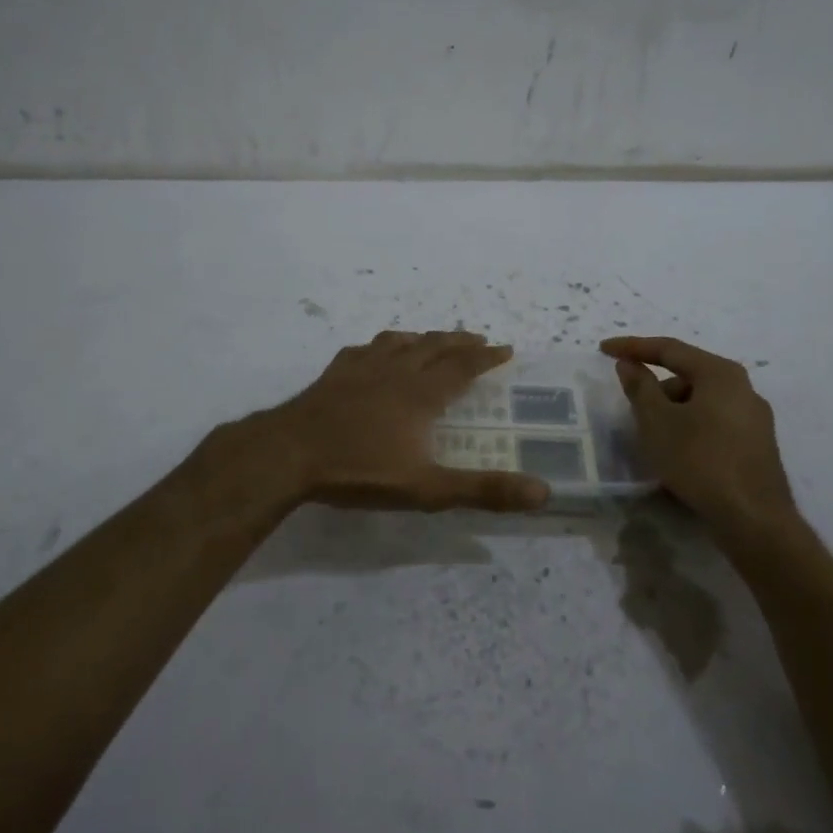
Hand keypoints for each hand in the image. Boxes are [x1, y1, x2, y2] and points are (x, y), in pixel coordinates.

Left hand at [269, 331, 550, 512]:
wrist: (289, 453)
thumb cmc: (359, 470)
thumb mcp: (427, 489)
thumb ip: (483, 490)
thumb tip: (542, 493)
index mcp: (421, 393)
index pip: (463, 366)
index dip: (486, 357)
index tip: (505, 349)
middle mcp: (396, 371)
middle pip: (434, 346)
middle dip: (459, 341)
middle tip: (478, 339)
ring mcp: (362, 368)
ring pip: (400, 342)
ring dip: (424, 338)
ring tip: (433, 339)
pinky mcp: (334, 373)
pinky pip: (365, 348)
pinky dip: (382, 345)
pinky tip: (377, 351)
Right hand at [601, 336, 802, 540]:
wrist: (753, 518)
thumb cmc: (699, 460)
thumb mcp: (657, 422)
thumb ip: (640, 387)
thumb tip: (629, 364)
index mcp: (720, 373)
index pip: (669, 349)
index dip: (633, 347)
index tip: (603, 350)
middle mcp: (743, 388)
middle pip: (688, 375)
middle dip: (655, 386)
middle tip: (631, 405)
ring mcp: (754, 418)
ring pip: (701, 402)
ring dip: (672, 410)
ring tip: (652, 437)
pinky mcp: (756, 445)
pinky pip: (713, 423)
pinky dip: (690, 428)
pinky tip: (677, 452)